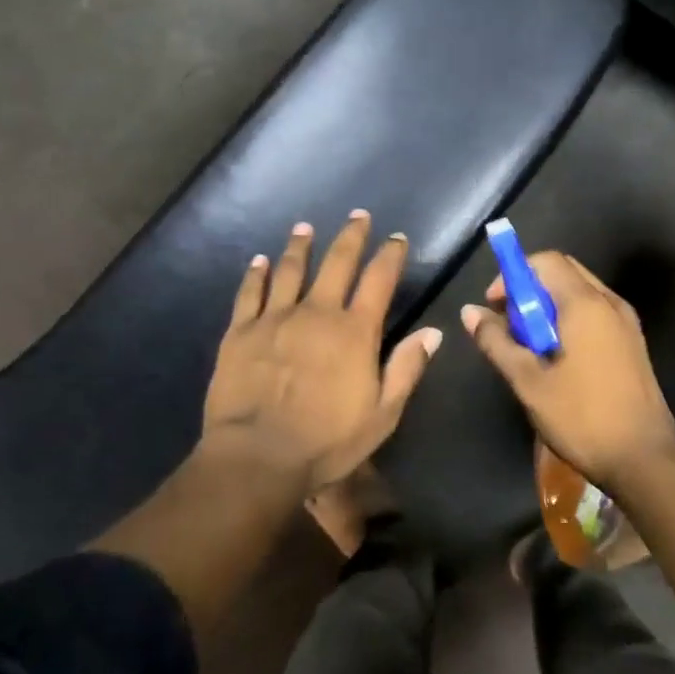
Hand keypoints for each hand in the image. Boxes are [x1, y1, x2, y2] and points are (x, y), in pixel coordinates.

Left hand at [201, 212, 442, 495]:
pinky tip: (259, 260)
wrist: (257, 457)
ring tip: (305, 228)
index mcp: (355, 331)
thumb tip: (433, 332)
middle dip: (351, 236)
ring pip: (290, 270)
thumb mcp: (382, 414)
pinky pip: (250, 293)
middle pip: (337, 263)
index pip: (378, 280)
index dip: (390, 255)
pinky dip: (256, 274)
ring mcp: (275, 318)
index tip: (396, 238)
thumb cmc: (327, 442)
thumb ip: (407, 369)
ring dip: (300, 246)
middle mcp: (317, 313)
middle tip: (358, 216)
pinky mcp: (241, 331)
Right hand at [460, 251, 674, 490]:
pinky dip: (569, 319)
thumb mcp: (528, 382)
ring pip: (579, 293)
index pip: (545, 261)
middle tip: (510, 326)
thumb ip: (497, 341)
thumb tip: (470, 312)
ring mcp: (626, 322)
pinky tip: (557, 358)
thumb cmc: (582, 418)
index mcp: (585, 304)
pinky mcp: (632, 342)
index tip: (496, 307)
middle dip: (529, 290)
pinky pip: (594, 312)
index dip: (513, 275)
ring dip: (548, 307)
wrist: (645, 459)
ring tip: (530, 346)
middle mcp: (610, 303)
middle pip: (563, 272)